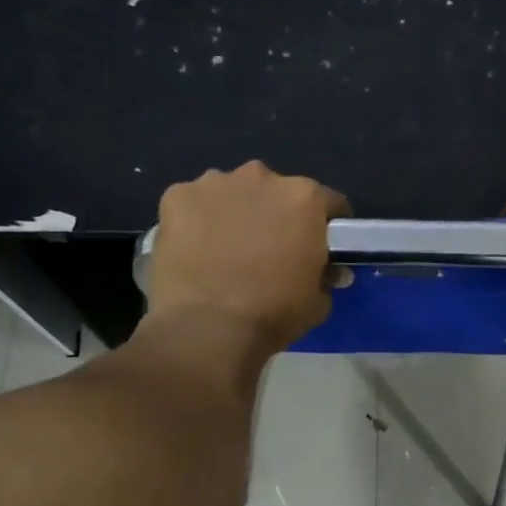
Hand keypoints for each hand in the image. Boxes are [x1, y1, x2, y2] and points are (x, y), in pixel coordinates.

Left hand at [149, 162, 349, 354]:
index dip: (326, 226)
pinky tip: (194, 250)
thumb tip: (329, 271)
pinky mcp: (176, 197)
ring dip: (235, 213)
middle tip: (268, 250)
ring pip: (232, 193)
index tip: (320, 246)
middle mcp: (261, 177)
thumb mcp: (318, 302)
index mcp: (304, 198)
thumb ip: (326, 276)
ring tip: (226, 250)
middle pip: (275, 192)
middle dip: (275, 215)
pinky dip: (196, 221)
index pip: (328, 203)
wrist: (206, 328)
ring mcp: (214, 183)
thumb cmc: (272, 314)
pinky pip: (193, 204)